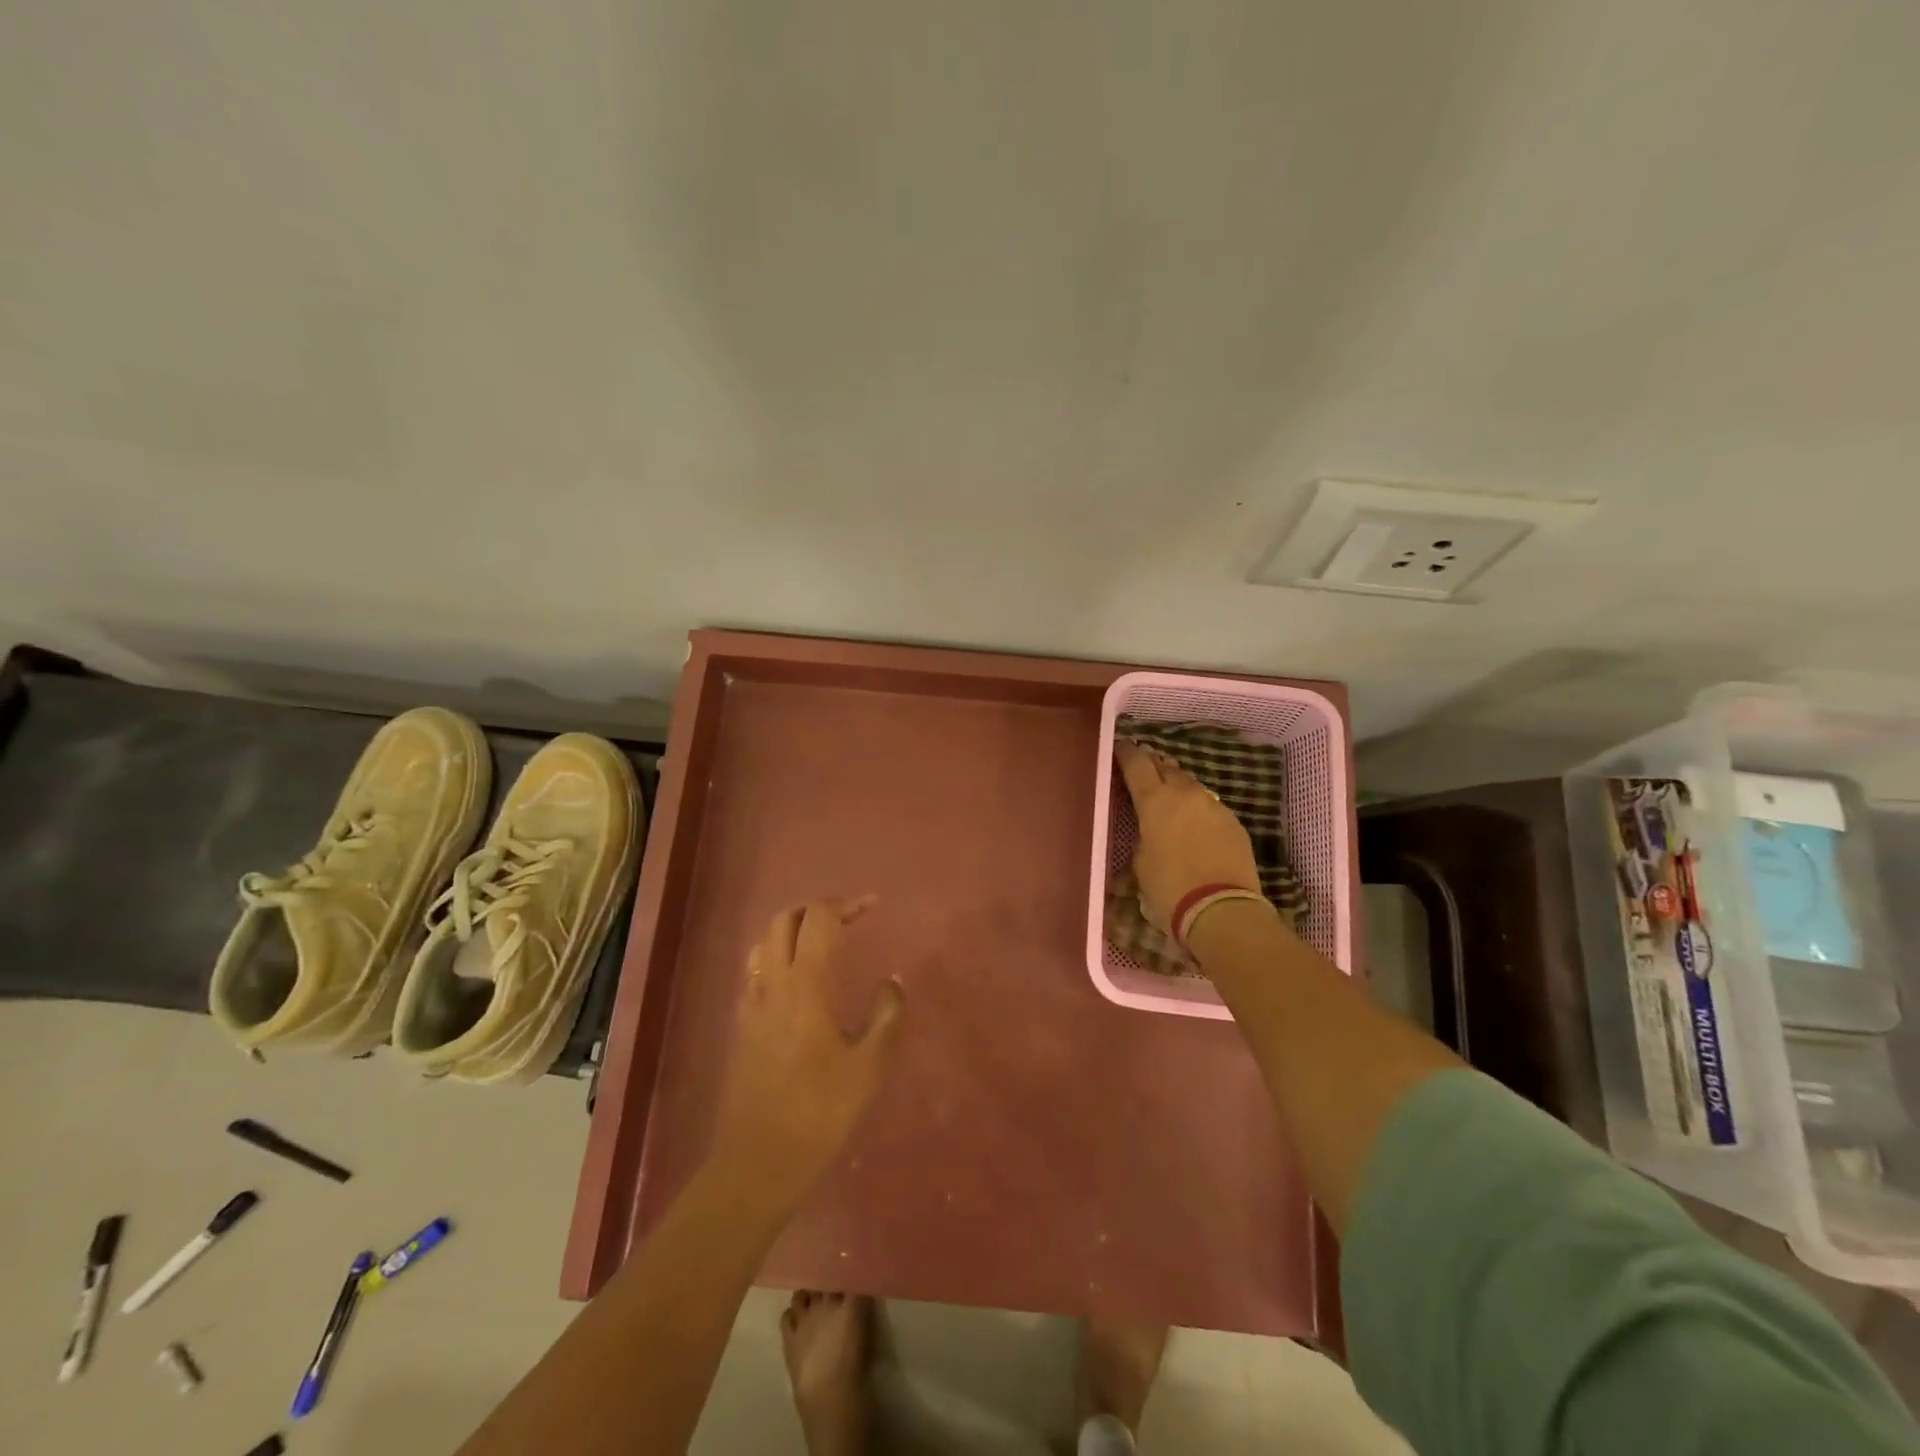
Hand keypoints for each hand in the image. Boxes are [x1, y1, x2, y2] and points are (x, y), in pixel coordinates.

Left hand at [712, 898, 905, 1205]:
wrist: (760, 1158)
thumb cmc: (821, 1111)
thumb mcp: (869, 1065)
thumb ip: (886, 1015)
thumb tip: (892, 982)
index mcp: (805, 985)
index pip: (820, 921)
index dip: (846, 905)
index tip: (873, 905)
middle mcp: (773, 983)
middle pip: (784, 920)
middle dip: (816, 908)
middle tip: (847, 917)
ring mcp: (752, 1003)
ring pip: (764, 942)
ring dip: (792, 928)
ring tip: (821, 939)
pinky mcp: (742, 1024)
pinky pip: (755, 970)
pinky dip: (776, 955)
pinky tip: (795, 978)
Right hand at [1115, 741, 1262, 928]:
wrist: (1221, 909)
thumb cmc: (1169, 888)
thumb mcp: (1141, 861)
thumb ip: (1144, 835)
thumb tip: (1151, 830)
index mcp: (1155, 800)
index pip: (1137, 764)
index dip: (1126, 753)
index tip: (1120, 747)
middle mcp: (1185, 794)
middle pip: (1166, 767)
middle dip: (1153, 765)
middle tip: (1142, 767)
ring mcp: (1214, 806)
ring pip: (1191, 784)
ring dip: (1177, 785)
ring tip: (1167, 793)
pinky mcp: (1233, 822)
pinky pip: (1209, 806)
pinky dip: (1196, 807)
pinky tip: (1192, 821)